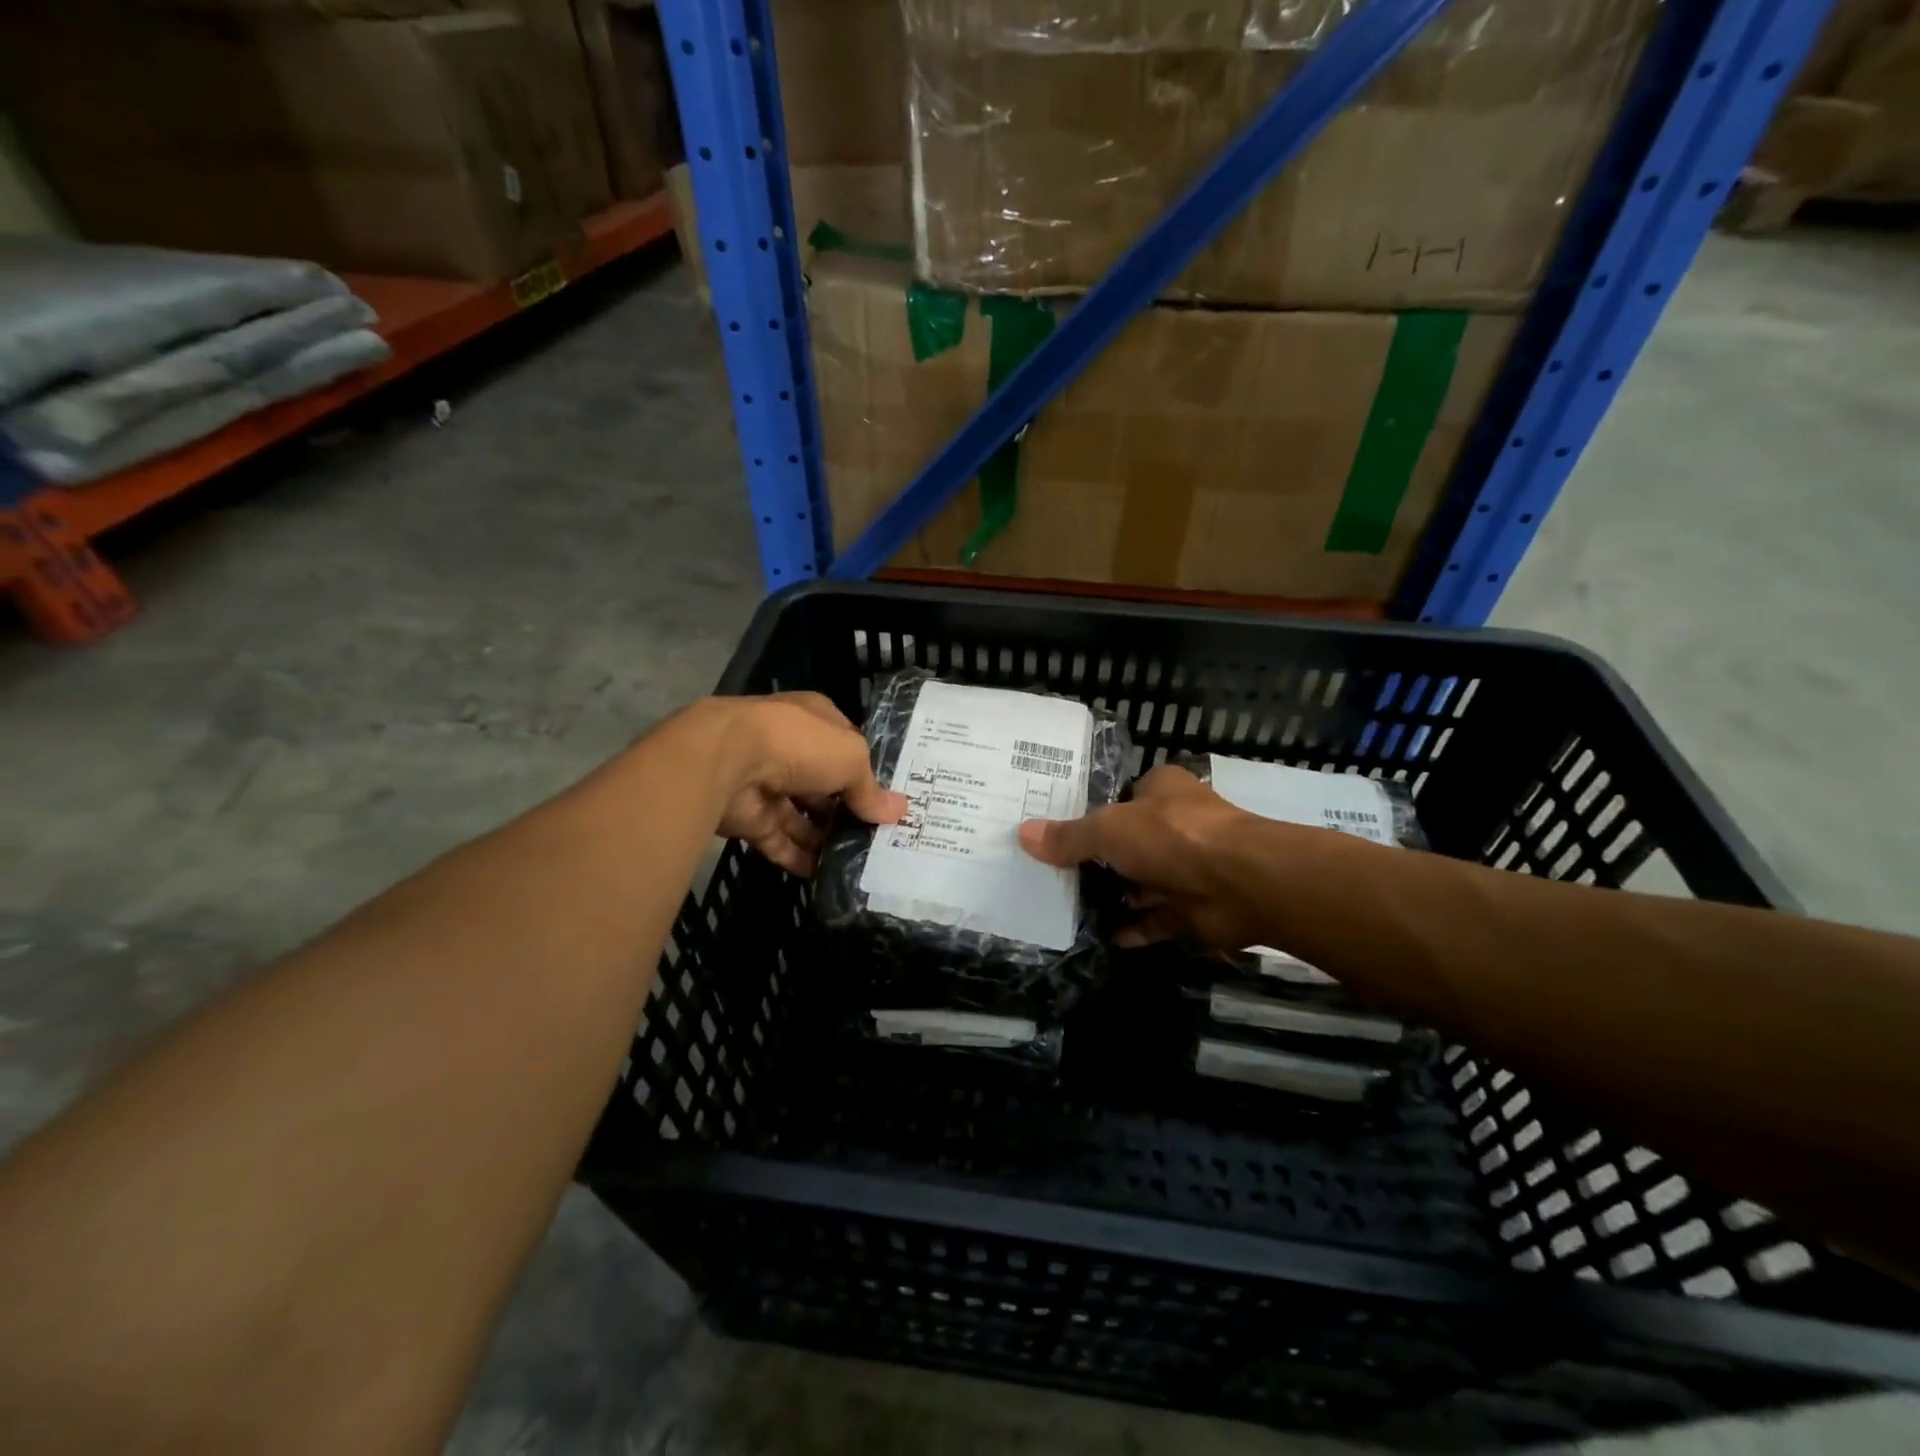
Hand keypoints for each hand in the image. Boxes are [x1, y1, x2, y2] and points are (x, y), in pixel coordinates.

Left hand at [687, 693, 905, 875]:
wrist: (726, 761)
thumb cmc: (799, 744)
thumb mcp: (851, 758)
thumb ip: (870, 789)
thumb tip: (897, 812)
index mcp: (814, 721)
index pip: (845, 746)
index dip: (867, 771)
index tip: (888, 801)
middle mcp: (789, 749)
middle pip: (825, 785)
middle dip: (848, 810)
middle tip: (879, 839)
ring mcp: (766, 784)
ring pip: (802, 816)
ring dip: (826, 839)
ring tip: (859, 863)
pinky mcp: (749, 818)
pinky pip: (780, 841)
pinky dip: (799, 858)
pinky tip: (826, 876)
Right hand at [1018, 765, 1273, 948]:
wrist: (1242, 884)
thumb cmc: (1172, 837)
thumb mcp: (1109, 829)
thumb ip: (1069, 837)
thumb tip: (1023, 834)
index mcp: (1161, 790)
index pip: (1121, 795)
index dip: (1091, 809)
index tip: (1055, 828)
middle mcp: (1176, 824)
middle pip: (1128, 840)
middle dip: (1096, 857)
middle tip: (1049, 870)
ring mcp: (1187, 867)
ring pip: (1141, 881)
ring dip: (1113, 894)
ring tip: (1064, 905)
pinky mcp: (1194, 907)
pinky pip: (1155, 918)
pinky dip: (1132, 927)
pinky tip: (1099, 936)